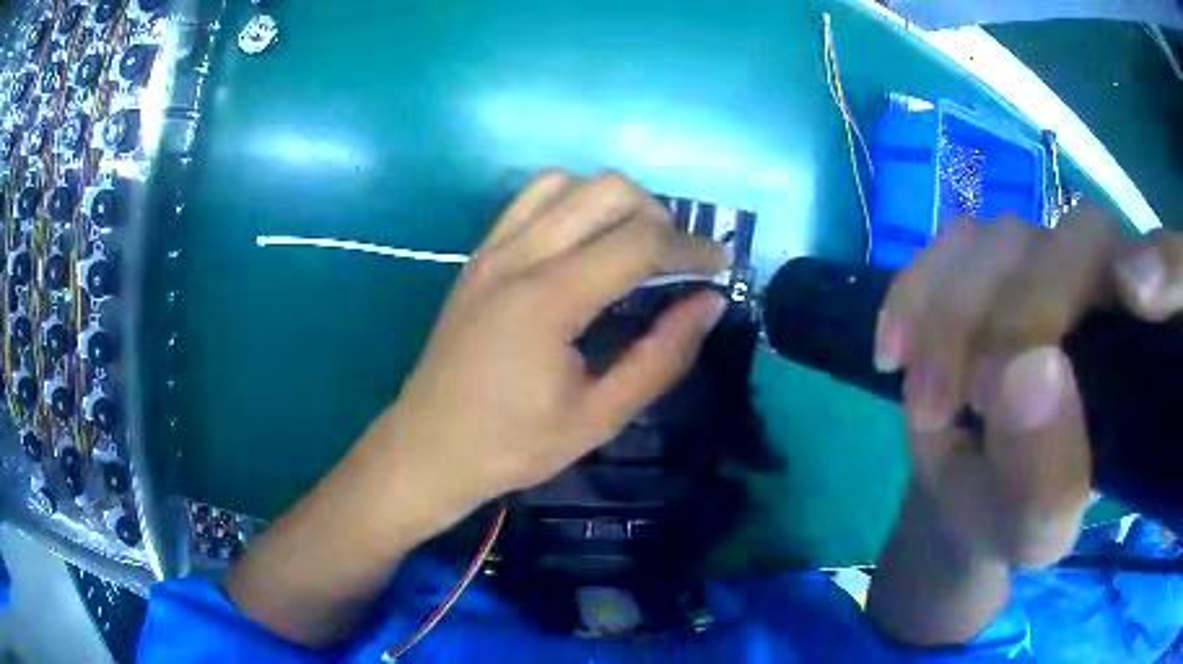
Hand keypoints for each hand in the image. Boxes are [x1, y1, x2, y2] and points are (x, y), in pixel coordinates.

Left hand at [372, 170, 727, 516]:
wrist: (428, 448)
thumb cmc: (513, 444)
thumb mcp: (599, 416)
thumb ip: (661, 356)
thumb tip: (710, 303)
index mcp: (549, 299)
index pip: (639, 242)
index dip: (692, 248)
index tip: (721, 265)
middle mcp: (518, 256)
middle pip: (606, 191)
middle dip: (658, 215)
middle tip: (677, 260)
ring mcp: (492, 249)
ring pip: (567, 182)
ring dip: (614, 201)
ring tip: (634, 244)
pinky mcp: (478, 255)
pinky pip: (530, 200)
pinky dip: (572, 202)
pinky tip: (584, 242)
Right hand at [876, 207, 1182, 568]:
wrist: (965, 488)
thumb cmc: (1013, 513)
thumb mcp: (1033, 529)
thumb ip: (1047, 478)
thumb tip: (1029, 372)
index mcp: (1141, 356)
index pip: (1173, 272)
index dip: (1167, 263)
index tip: (1136, 295)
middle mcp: (1106, 288)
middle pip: (1081, 241)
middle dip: (1015, 317)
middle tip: (960, 406)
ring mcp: (1045, 261)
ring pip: (1005, 237)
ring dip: (951, 318)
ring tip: (925, 404)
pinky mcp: (989, 260)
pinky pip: (951, 243)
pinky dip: (915, 293)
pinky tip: (894, 352)